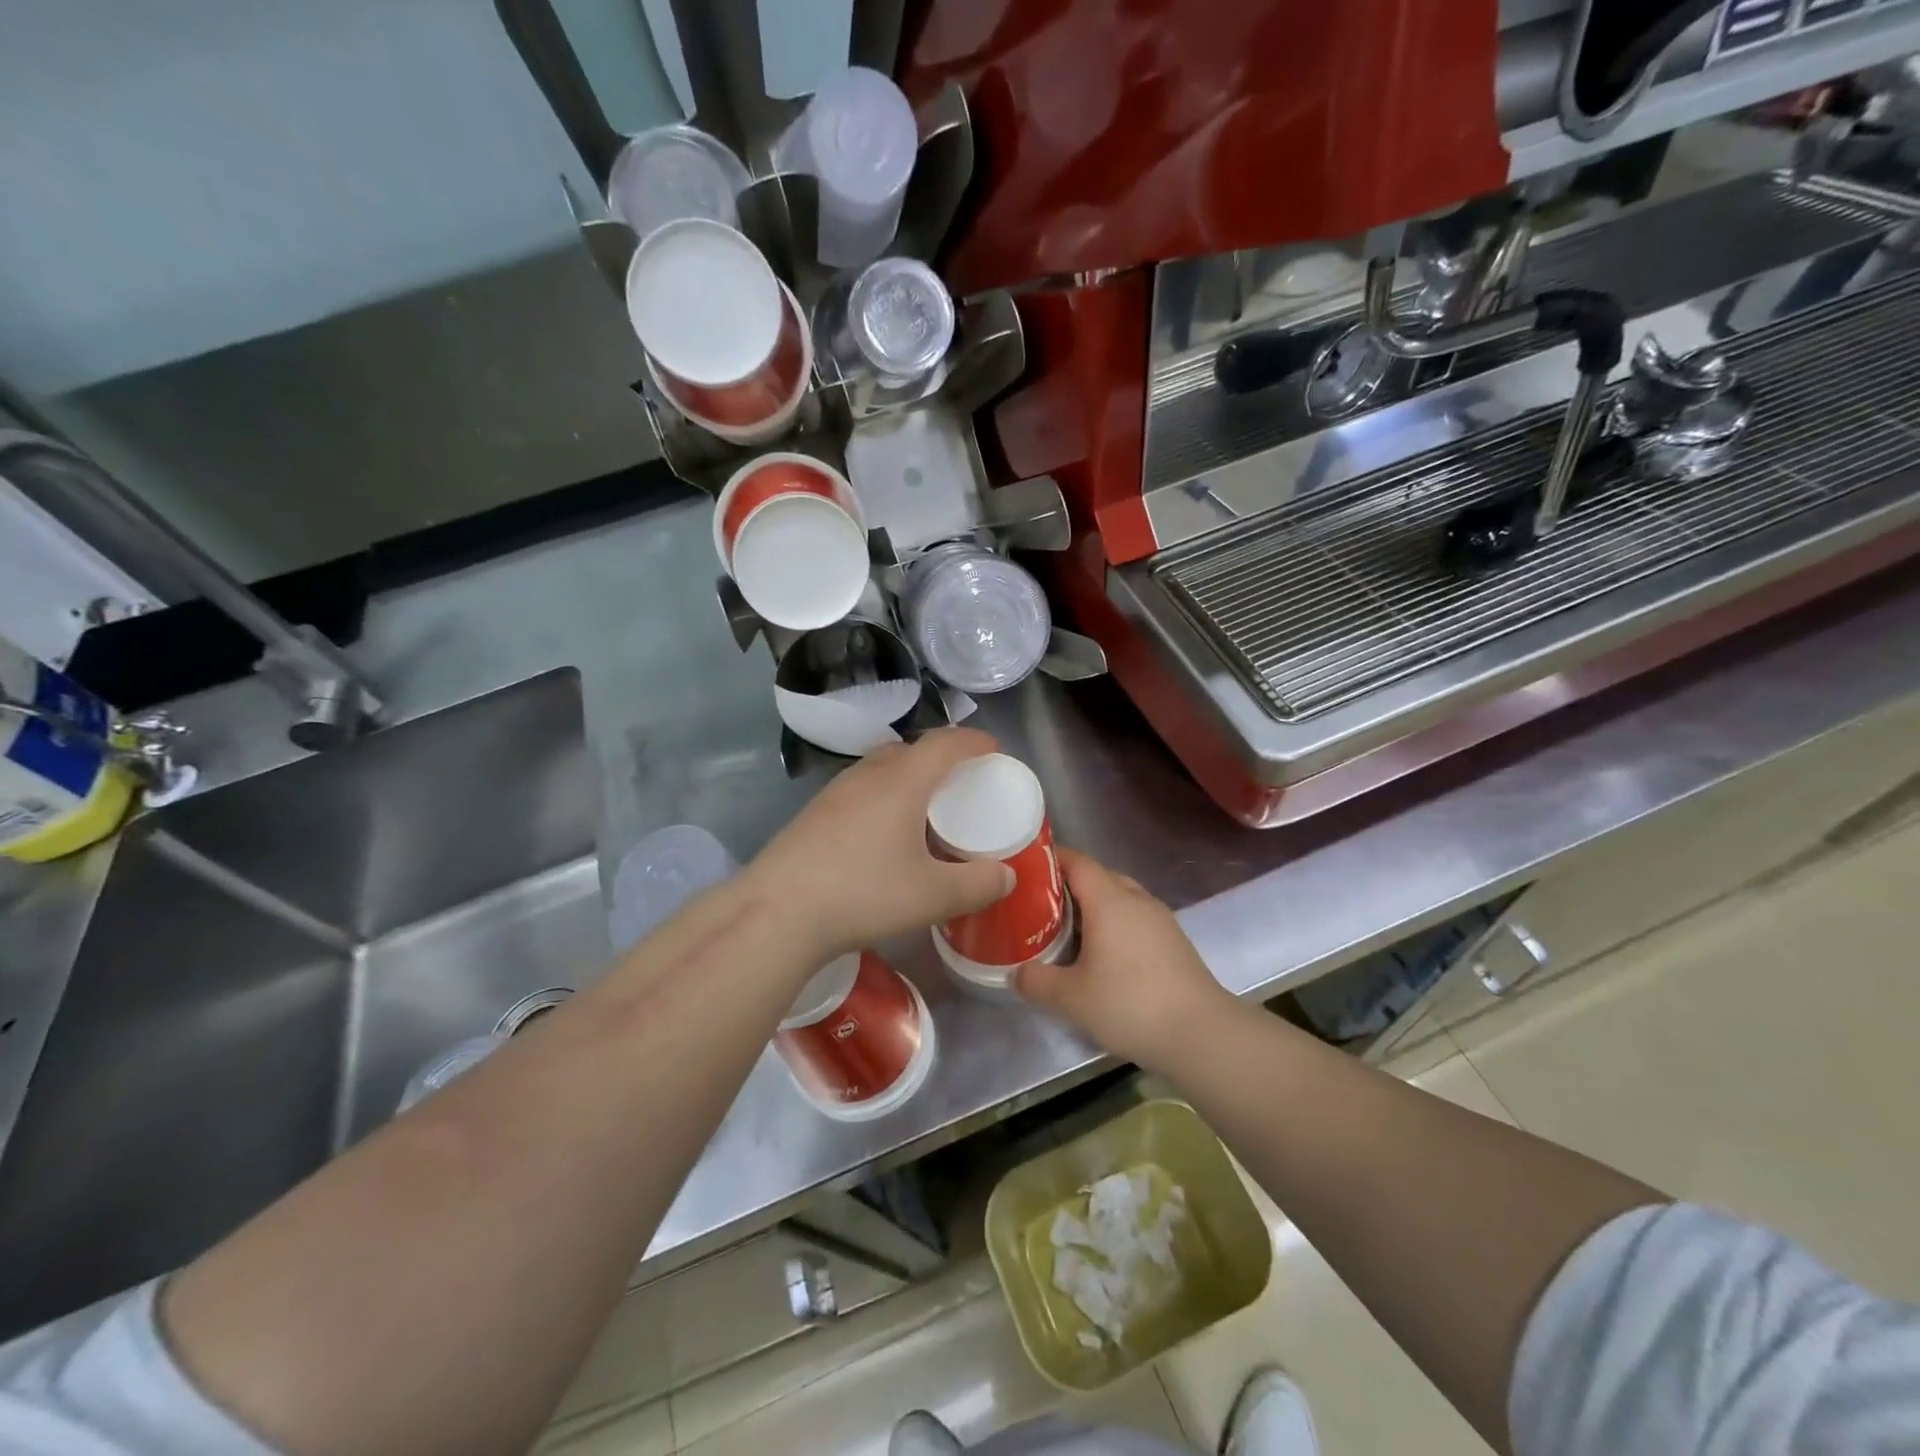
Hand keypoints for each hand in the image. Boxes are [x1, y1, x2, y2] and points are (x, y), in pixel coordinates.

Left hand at [744, 728, 1015, 960]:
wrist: (777, 912)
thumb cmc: (864, 893)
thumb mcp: (933, 896)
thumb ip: (977, 884)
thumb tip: (1006, 875)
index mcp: (902, 781)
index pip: (944, 743)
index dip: (973, 741)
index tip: (992, 748)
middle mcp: (867, 775)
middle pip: (908, 749)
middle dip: (937, 758)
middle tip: (957, 783)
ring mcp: (833, 793)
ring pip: (878, 769)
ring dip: (904, 777)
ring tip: (920, 809)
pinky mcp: (811, 815)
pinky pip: (857, 792)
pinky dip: (879, 799)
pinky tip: (878, 836)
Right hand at [1013, 850, 1235, 1069]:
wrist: (1201, 1034)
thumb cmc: (1130, 1004)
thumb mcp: (1071, 998)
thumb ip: (1036, 981)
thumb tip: (1016, 972)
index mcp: (1110, 900)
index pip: (1077, 861)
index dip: (1051, 859)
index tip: (1027, 869)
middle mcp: (1137, 900)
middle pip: (1099, 877)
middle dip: (1069, 886)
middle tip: (1040, 906)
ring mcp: (1160, 920)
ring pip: (1120, 898)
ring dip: (1094, 907)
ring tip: (1068, 931)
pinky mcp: (1174, 942)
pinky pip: (1136, 919)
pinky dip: (1115, 925)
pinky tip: (1103, 955)